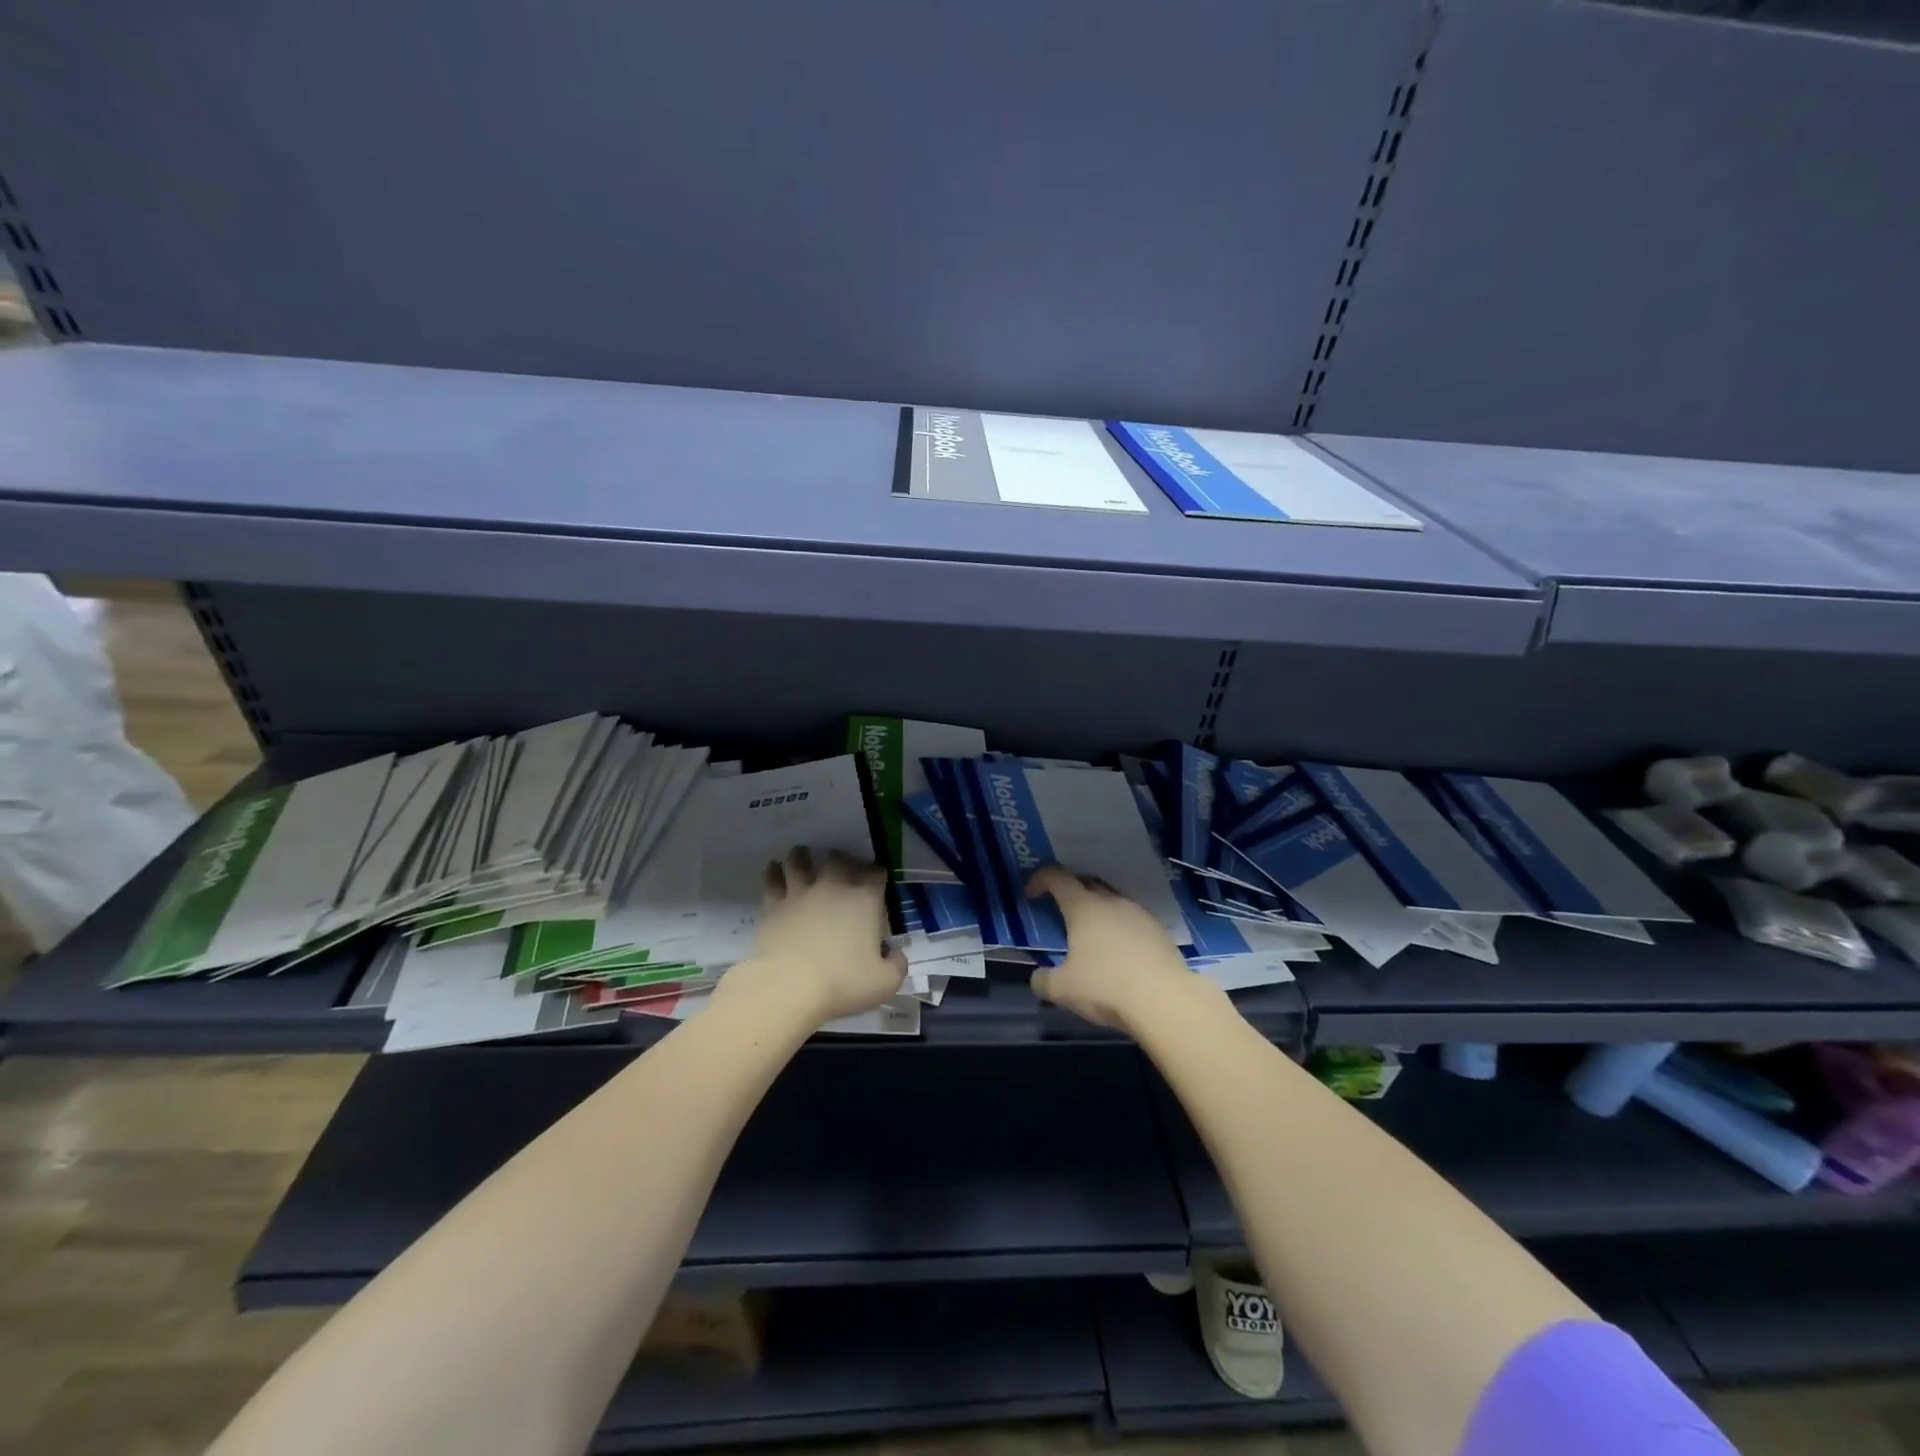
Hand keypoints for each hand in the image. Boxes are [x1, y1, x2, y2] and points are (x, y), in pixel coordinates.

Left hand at [720, 847, 905, 1023]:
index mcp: (865, 900)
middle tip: (841, 867)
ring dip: (802, 857)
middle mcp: (833, 887)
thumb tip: (896, 954)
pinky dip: (773, 872)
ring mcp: (800, 893)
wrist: (788, 986)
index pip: (876, 873)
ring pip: (799, 861)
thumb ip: (897, 965)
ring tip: (802, 856)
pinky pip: (772, 879)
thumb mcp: (884, 982)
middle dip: (842, 860)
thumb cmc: (842, 983)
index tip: (877, 880)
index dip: (878, 874)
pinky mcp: (773, 905)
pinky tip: (773, 870)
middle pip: (838, 859)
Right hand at [1025, 865, 1205, 1033]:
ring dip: (1098, 910)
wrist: (1164, 999)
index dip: (1040, 879)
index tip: (1032, 895)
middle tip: (1061, 912)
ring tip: (1092, 935)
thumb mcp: (1062, 989)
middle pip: (1087, 883)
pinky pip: (1132, 919)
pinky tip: (1120, 952)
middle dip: (1071, 891)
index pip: (1057, 877)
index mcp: (1083, 907)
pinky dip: (1120, 928)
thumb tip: (1037, 977)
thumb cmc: (1105, 987)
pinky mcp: (1159, 930)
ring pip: (1112, 901)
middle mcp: (1111, 901)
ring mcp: (1138, 913)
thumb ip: (1043, 980)